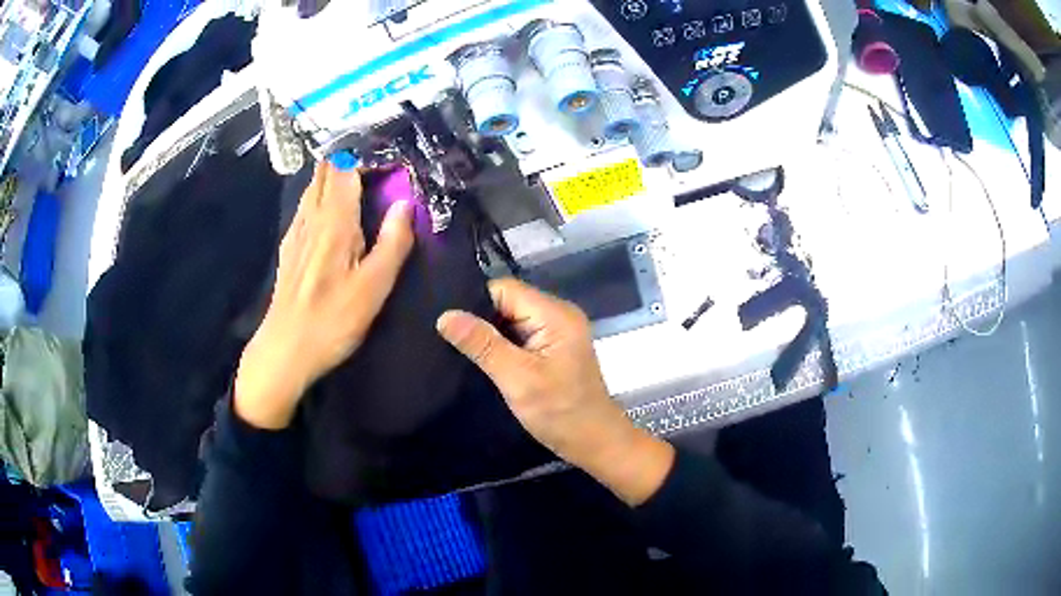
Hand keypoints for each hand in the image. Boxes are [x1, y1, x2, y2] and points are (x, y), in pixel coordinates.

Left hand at [235, 164, 413, 429]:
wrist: (286, 349)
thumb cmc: (332, 320)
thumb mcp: (374, 287)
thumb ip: (393, 242)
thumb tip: (406, 204)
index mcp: (333, 220)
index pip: (346, 167)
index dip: (367, 155)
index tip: (391, 160)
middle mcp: (310, 216)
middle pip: (325, 169)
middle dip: (350, 157)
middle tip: (377, 165)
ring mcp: (296, 230)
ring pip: (313, 184)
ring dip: (335, 173)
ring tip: (360, 179)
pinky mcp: (290, 246)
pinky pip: (306, 204)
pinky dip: (323, 193)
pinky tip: (333, 209)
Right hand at [436, 279, 674, 505]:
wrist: (595, 442)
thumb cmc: (559, 412)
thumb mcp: (517, 378)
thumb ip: (482, 344)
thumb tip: (445, 316)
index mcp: (555, 314)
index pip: (505, 289)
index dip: (475, 302)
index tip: (447, 322)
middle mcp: (558, 314)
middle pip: (508, 302)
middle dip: (480, 319)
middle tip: (447, 338)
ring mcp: (558, 332)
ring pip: (512, 320)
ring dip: (490, 335)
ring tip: (459, 349)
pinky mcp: (554, 349)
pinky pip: (521, 336)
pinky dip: (503, 346)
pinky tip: (483, 360)